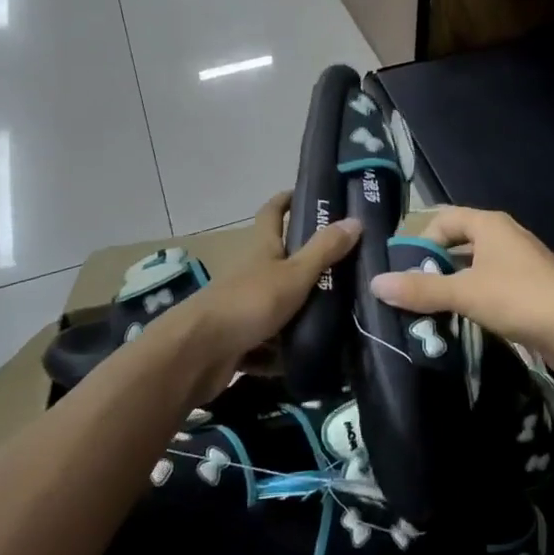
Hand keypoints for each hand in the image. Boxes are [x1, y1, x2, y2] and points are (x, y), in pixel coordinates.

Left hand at [171, 191, 360, 399]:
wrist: (197, 354)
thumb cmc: (248, 302)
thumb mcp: (294, 275)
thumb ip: (324, 250)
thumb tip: (355, 219)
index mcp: (262, 248)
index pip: (272, 212)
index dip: (286, 200)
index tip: (308, 194)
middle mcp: (251, 273)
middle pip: (280, 262)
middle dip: (307, 266)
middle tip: (346, 269)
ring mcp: (243, 308)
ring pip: (277, 306)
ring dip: (298, 315)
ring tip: (339, 322)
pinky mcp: (238, 341)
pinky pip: (267, 345)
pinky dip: (282, 353)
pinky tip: (307, 361)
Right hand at [369, 207, 553, 368]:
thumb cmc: (520, 298)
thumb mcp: (465, 292)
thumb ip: (421, 289)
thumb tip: (376, 283)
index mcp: (490, 224)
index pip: (444, 218)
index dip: (421, 239)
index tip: (402, 269)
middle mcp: (504, 237)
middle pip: (459, 243)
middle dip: (433, 266)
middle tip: (409, 293)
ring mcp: (519, 264)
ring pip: (474, 268)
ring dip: (452, 286)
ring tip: (427, 312)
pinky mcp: (529, 291)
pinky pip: (491, 288)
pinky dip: (472, 300)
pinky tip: (460, 324)